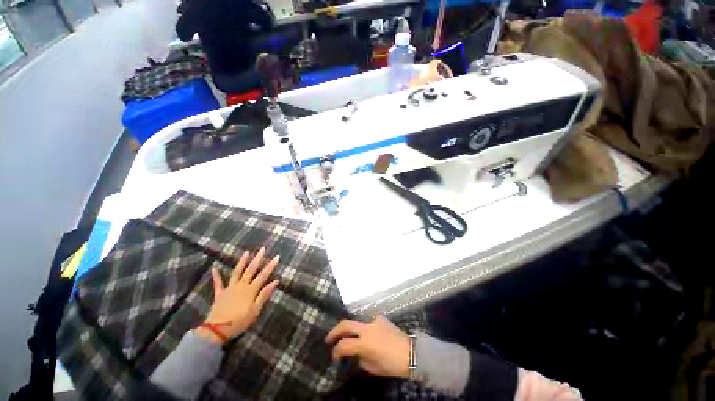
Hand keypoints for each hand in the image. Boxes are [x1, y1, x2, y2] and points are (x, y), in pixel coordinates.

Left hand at [195, 248, 279, 344]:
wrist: (216, 330)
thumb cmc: (239, 322)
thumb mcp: (255, 311)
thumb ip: (264, 295)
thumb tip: (275, 281)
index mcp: (251, 290)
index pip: (263, 275)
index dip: (271, 266)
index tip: (277, 257)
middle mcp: (241, 286)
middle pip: (251, 270)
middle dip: (257, 259)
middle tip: (262, 249)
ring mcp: (230, 288)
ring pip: (237, 272)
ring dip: (242, 262)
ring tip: (246, 252)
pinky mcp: (220, 294)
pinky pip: (218, 283)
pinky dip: (216, 276)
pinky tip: (214, 268)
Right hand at [325, 315, 410, 377]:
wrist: (411, 352)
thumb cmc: (392, 364)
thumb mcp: (373, 367)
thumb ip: (361, 358)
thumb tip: (356, 353)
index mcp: (364, 343)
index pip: (344, 345)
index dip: (336, 351)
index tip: (334, 356)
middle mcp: (366, 328)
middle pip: (346, 324)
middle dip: (335, 331)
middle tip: (329, 338)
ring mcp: (374, 321)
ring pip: (357, 321)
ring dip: (350, 329)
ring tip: (349, 337)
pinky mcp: (380, 318)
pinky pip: (368, 322)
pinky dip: (364, 328)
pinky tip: (368, 334)